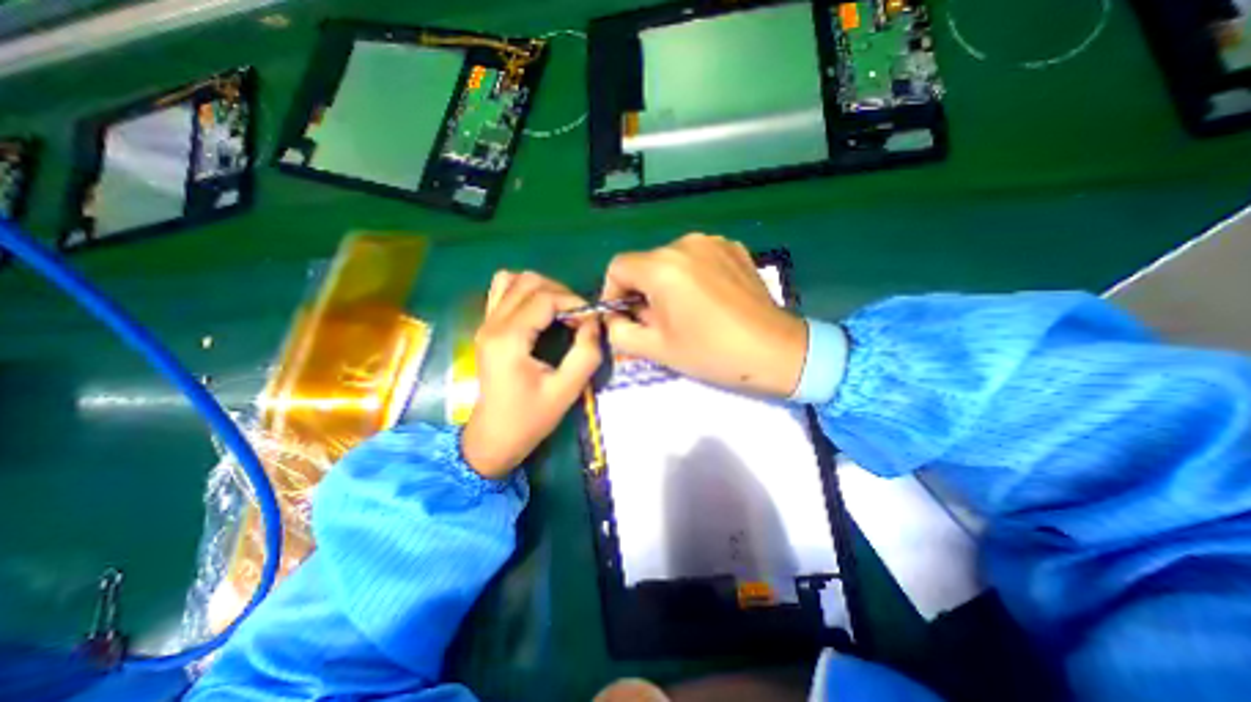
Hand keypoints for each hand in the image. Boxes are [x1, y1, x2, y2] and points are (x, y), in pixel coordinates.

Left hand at [462, 267, 602, 477]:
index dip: (574, 302)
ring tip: (559, 311)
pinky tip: (539, 312)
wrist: (494, 437)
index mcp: (509, 339)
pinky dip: (524, 292)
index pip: (545, 297)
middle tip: (578, 317)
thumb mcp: (566, 390)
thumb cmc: (530, 418)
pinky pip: (502, 291)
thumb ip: (586, 353)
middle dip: (560, 293)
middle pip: (529, 282)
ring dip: (542, 289)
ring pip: (512, 280)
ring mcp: (485, 323)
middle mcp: (492, 324)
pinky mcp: (486, 328)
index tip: (591, 320)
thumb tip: (594, 323)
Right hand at [599, 234, 811, 396]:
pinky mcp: (733, 248)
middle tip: (656, 321)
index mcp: (662, 267)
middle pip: (645, 263)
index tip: (624, 316)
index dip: (613, 292)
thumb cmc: (712, 352)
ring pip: (671, 260)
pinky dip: (692, 275)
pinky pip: (697, 257)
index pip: (618, 267)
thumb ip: (620, 332)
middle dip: (642, 291)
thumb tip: (613, 318)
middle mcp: (685, 244)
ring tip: (685, 311)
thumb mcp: (657, 349)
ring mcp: (713, 242)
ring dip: (667, 283)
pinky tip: (708, 299)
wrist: (775, 350)